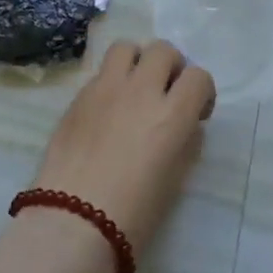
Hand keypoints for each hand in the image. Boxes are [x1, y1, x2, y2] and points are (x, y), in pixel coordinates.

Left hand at [30, 40, 216, 272]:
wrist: (70, 225)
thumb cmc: (132, 215)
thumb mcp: (175, 181)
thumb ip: (185, 143)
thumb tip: (185, 125)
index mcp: (172, 115)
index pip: (198, 76)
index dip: (202, 92)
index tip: (197, 113)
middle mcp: (140, 91)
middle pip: (162, 50)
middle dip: (171, 67)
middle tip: (165, 94)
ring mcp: (104, 90)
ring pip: (126, 47)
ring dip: (137, 61)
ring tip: (134, 87)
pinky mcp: (77, 98)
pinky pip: (100, 73)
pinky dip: (111, 82)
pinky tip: (107, 110)